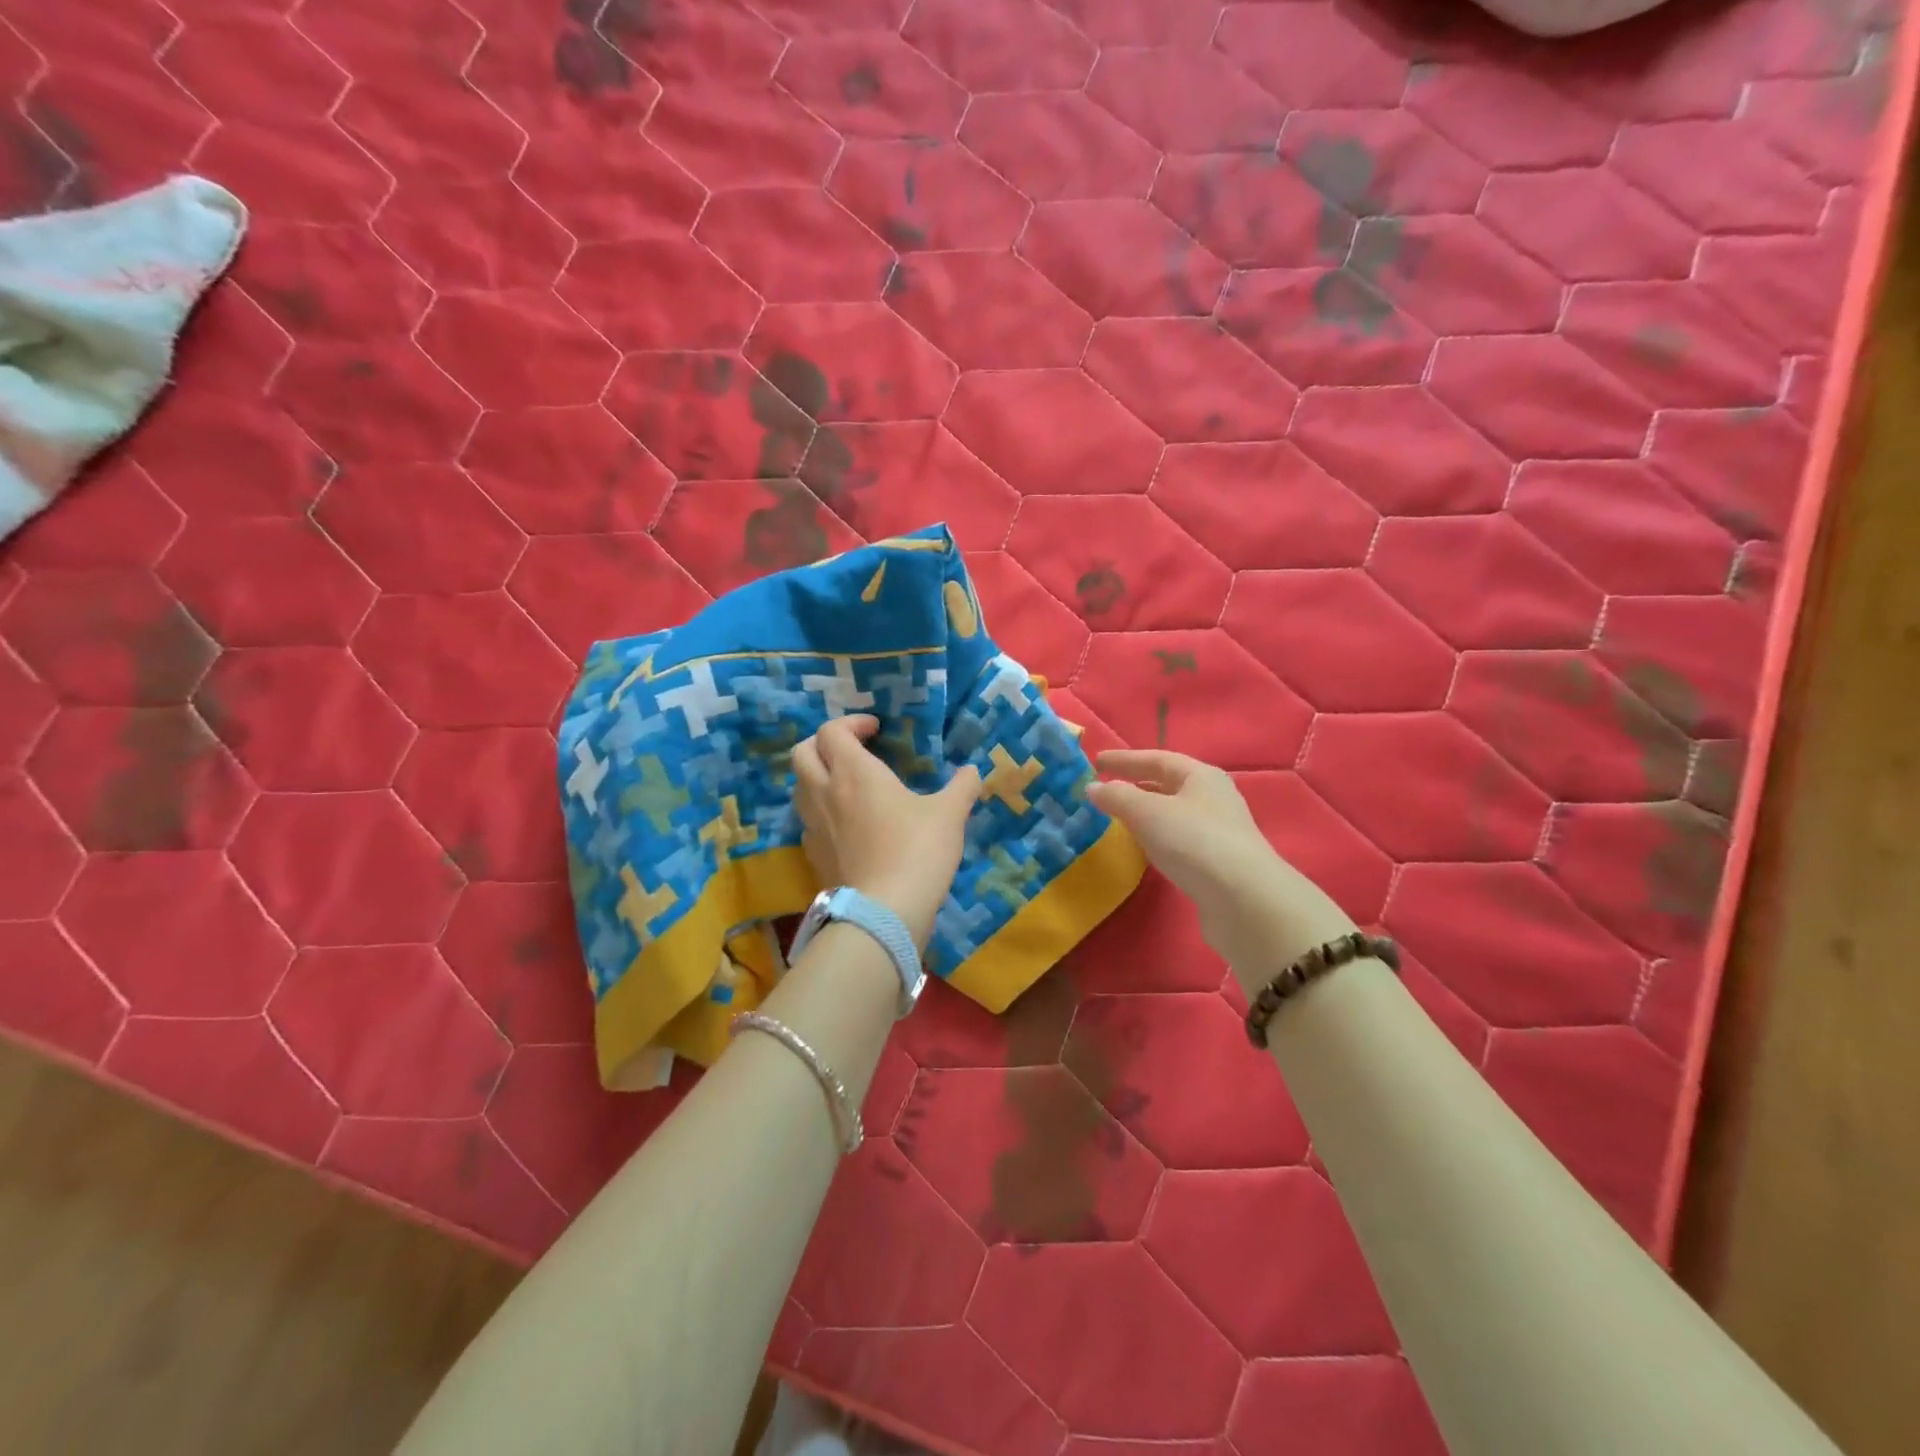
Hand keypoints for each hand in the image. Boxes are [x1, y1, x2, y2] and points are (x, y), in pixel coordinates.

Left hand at [792, 715, 980, 948]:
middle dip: (822, 743)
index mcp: (853, 772)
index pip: (831, 731)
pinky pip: (808, 822)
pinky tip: (846, 825)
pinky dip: (821, 812)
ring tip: (847, 786)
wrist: (884, 911)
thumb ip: (962, 787)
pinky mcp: (813, 855)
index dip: (851, 723)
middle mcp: (824, 792)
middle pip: (802, 753)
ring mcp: (813, 826)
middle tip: (851, 750)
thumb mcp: (950, 814)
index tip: (876, 730)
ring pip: (800, 787)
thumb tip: (973, 772)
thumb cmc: (917, 850)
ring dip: (818, 777)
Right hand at [1088, 750, 1355, 970]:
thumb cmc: (1194, 842)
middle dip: (1135, 784)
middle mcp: (1213, 798)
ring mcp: (1218, 831)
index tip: (1095, 762)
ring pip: (1173, 813)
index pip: (1157, 758)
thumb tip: (1093, 788)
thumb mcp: (1148, 813)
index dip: (1124, 759)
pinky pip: (1178, 840)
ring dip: (1145, 812)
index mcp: (1201, 776)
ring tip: (1117, 818)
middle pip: (1168, 784)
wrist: (1244, 901)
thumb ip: (1117, 797)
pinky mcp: (1216, 863)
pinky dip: (1156, 837)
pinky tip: (1143, 848)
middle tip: (1103, 789)